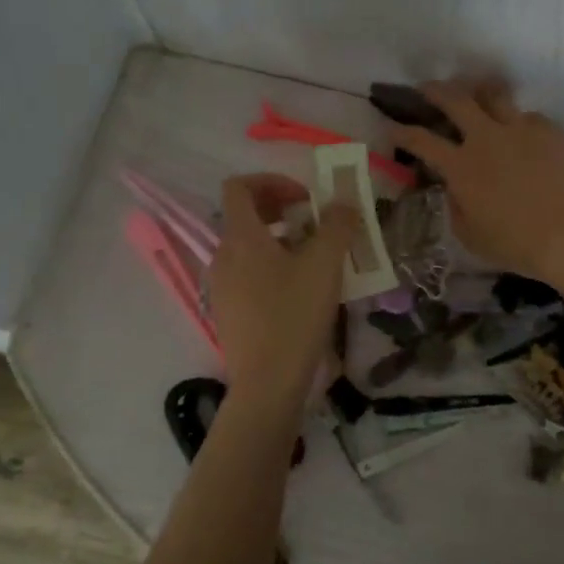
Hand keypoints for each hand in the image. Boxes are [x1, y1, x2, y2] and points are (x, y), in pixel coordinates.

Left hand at [209, 174, 358, 402]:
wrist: (267, 383)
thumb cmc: (295, 316)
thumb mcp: (325, 265)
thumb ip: (337, 225)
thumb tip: (343, 202)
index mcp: (240, 237)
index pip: (239, 186)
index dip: (272, 181)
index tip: (305, 198)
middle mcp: (222, 256)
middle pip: (244, 216)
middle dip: (280, 210)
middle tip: (315, 224)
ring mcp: (220, 286)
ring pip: (247, 248)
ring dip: (279, 241)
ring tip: (314, 259)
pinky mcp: (227, 312)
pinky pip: (246, 275)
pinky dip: (270, 268)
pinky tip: (300, 292)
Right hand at [388, 82, 563, 283]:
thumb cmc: (515, 244)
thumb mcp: (470, 235)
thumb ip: (456, 206)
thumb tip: (455, 189)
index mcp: (461, 166)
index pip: (421, 140)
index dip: (402, 131)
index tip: (392, 126)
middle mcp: (486, 138)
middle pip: (455, 99)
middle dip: (435, 90)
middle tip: (428, 88)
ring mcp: (521, 130)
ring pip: (495, 94)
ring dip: (479, 91)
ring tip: (477, 92)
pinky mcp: (551, 132)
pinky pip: (530, 117)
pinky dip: (520, 121)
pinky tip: (523, 132)